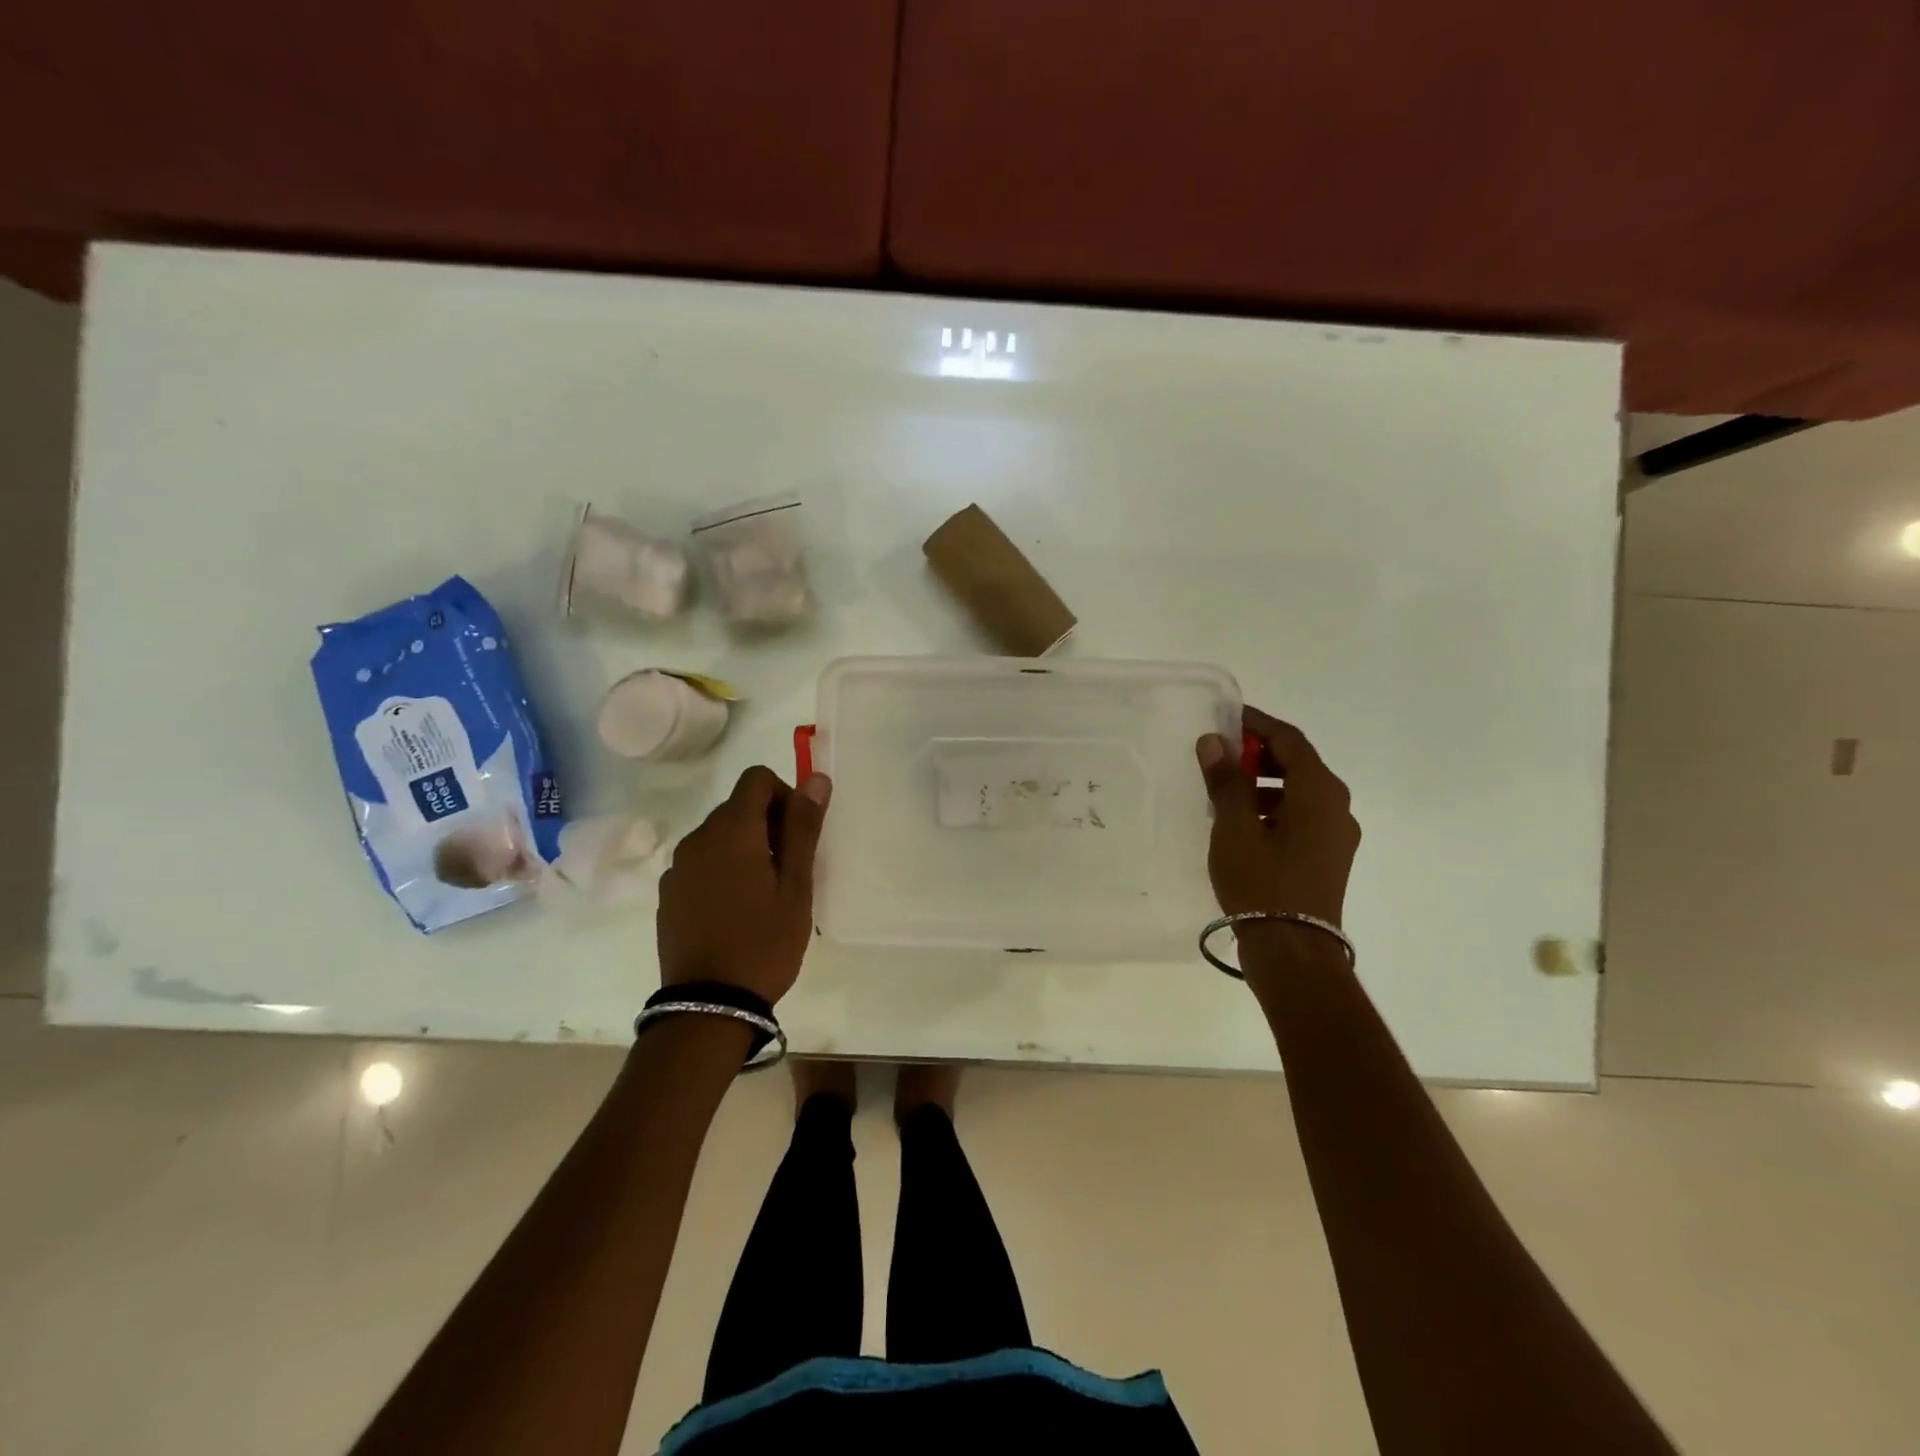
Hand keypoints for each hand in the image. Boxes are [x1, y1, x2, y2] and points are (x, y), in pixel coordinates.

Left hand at [657, 766, 831, 1003]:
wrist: (709, 1005)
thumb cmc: (764, 942)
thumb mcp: (796, 886)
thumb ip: (803, 827)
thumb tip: (815, 778)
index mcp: (731, 830)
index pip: (756, 779)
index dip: (784, 795)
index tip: (797, 835)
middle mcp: (697, 838)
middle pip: (737, 806)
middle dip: (768, 824)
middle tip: (789, 871)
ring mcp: (677, 867)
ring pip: (719, 836)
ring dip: (745, 848)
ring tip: (764, 895)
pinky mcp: (668, 894)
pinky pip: (701, 863)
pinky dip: (722, 870)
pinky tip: (735, 911)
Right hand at [1196, 707, 1359, 925]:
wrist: (1293, 949)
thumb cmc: (1262, 881)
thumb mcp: (1234, 827)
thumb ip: (1225, 780)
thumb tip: (1214, 741)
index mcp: (1319, 791)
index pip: (1289, 739)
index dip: (1257, 724)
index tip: (1226, 718)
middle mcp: (1337, 805)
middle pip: (1298, 764)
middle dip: (1258, 754)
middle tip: (1220, 757)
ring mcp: (1337, 834)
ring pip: (1299, 792)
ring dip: (1263, 783)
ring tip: (1224, 795)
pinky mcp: (1329, 857)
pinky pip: (1301, 816)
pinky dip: (1274, 808)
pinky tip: (1243, 826)